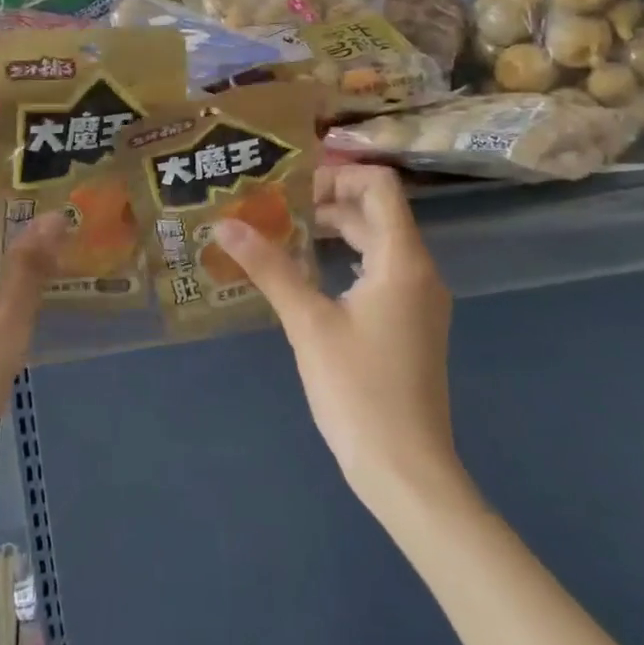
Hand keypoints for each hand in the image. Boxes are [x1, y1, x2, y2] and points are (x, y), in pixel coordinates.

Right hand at [214, 165, 461, 507]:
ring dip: (335, 232)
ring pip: (377, 243)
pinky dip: (346, 261)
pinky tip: (309, 277)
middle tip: (273, 211)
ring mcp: (418, 300)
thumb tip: (224, 224)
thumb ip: (269, 267)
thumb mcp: (307, 323)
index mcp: (403, 260)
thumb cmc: (358, 389)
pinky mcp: (410, 324)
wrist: (406, 469)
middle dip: (326, 203)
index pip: (379, 185)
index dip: (336, 175)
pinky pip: (380, 272)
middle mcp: (419, 271)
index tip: (290, 190)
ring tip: (283, 237)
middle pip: (376, 212)